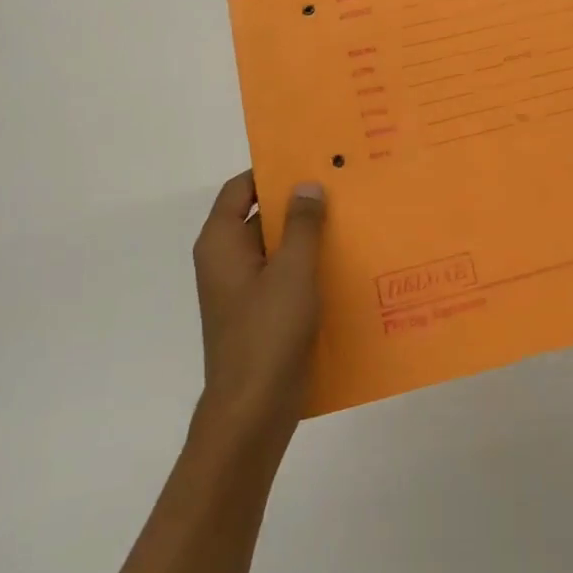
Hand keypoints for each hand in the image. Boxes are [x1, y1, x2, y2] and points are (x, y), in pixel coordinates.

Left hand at [191, 172, 325, 438]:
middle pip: (258, 217)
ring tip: (351, 220)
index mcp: (220, 243)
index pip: (239, 189)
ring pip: (275, 248)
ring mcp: (242, 290)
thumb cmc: (267, 333)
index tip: (308, 159)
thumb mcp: (292, 271)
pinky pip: (283, 276)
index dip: (269, 172)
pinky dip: (307, 266)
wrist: (252, 412)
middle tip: (340, 186)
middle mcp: (225, 261)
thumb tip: (306, 184)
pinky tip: (344, 264)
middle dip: (297, 203)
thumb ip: (301, 224)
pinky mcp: (259, 314)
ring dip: (307, 236)